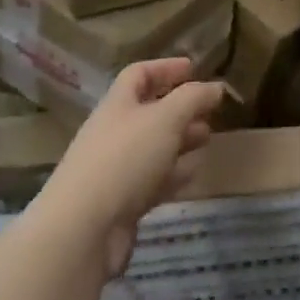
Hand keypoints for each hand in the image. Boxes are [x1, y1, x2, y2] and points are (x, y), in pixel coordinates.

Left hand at [33, 59, 222, 276]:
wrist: (82, 231)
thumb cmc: (125, 158)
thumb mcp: (166, 118)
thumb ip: (193, 98)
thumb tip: (216, 87)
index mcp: (118, 104)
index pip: (139, 74)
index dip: (166, 68)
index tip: (193, 69)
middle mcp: (114, 132)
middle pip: (149, 112)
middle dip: (180, 109)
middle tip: (209, 111)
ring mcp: (115, 170)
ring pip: (153, 147)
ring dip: (180, 141)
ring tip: (207, 139)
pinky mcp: (121, 204)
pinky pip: (152, 181)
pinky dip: (174, 175)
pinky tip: (193, 174)